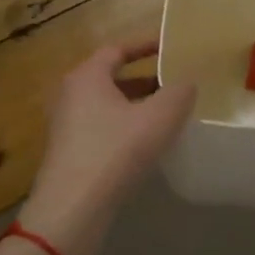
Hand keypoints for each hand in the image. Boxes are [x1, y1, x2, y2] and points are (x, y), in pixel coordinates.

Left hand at [18, 40, 194, 254]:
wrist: (73, 209)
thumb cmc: (115, 151)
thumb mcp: (159, 118)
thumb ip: (179, 93)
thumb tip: (188, 81)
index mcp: (87, 76)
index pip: (117, 49)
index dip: (145, 45)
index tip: (170, 47)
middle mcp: (70, 95)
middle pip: (111, 78)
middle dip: (144, 79)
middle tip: (173, 83)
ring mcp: (66, 126)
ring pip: (107, 105)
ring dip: (135, 106)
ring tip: (166, 114)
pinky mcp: (68, 153)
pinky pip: (101, 128)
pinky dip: (124, 127)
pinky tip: (146, 144)